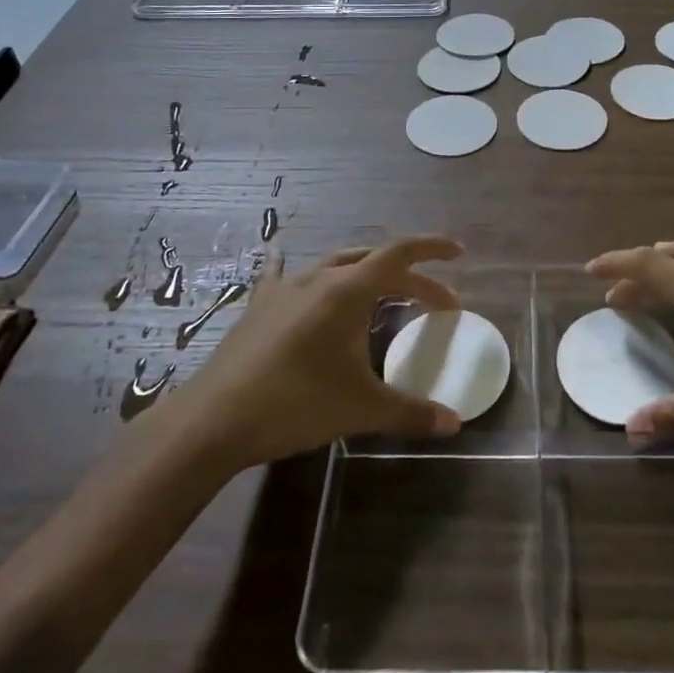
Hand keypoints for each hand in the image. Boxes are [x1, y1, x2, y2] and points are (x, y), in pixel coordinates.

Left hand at [178, 237, 465, 470]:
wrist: (215, 419)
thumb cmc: (296, 404)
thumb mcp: (361, 409)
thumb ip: (411, 412)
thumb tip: (455, 423)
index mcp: (347, 291)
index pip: (400, 254)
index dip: (432, 249)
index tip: (458, 253)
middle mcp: (319, 278)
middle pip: (374, 262)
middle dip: (410, 276)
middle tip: (435, 301)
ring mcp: (284, 289)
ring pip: (335, 265)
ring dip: (365, 272)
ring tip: (382, 289)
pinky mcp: (259, 307)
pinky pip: (281, 276)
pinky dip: (292, 267)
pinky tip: (279, 256)